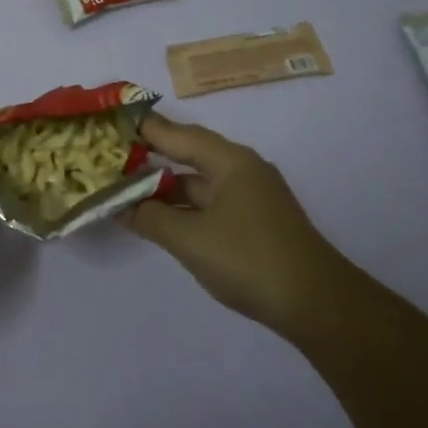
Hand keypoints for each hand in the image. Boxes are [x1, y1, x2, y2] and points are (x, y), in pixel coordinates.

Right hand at [125, 113, 349, 339]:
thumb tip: (119, 205)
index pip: (176, 133)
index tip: (110, 122)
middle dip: (149, 156)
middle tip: (109, 156)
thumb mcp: (189, 239)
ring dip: (164, 187)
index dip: (142, 128)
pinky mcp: (254, 222)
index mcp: (229, 161)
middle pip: (187, 154)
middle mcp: (241, 170)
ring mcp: (250, 196)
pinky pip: (208, 203)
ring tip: (124, 190)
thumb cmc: (249, 260)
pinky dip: (182, 207)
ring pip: (197, 182)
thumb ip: (149, 218)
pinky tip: (159, 218)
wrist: (318, 306)